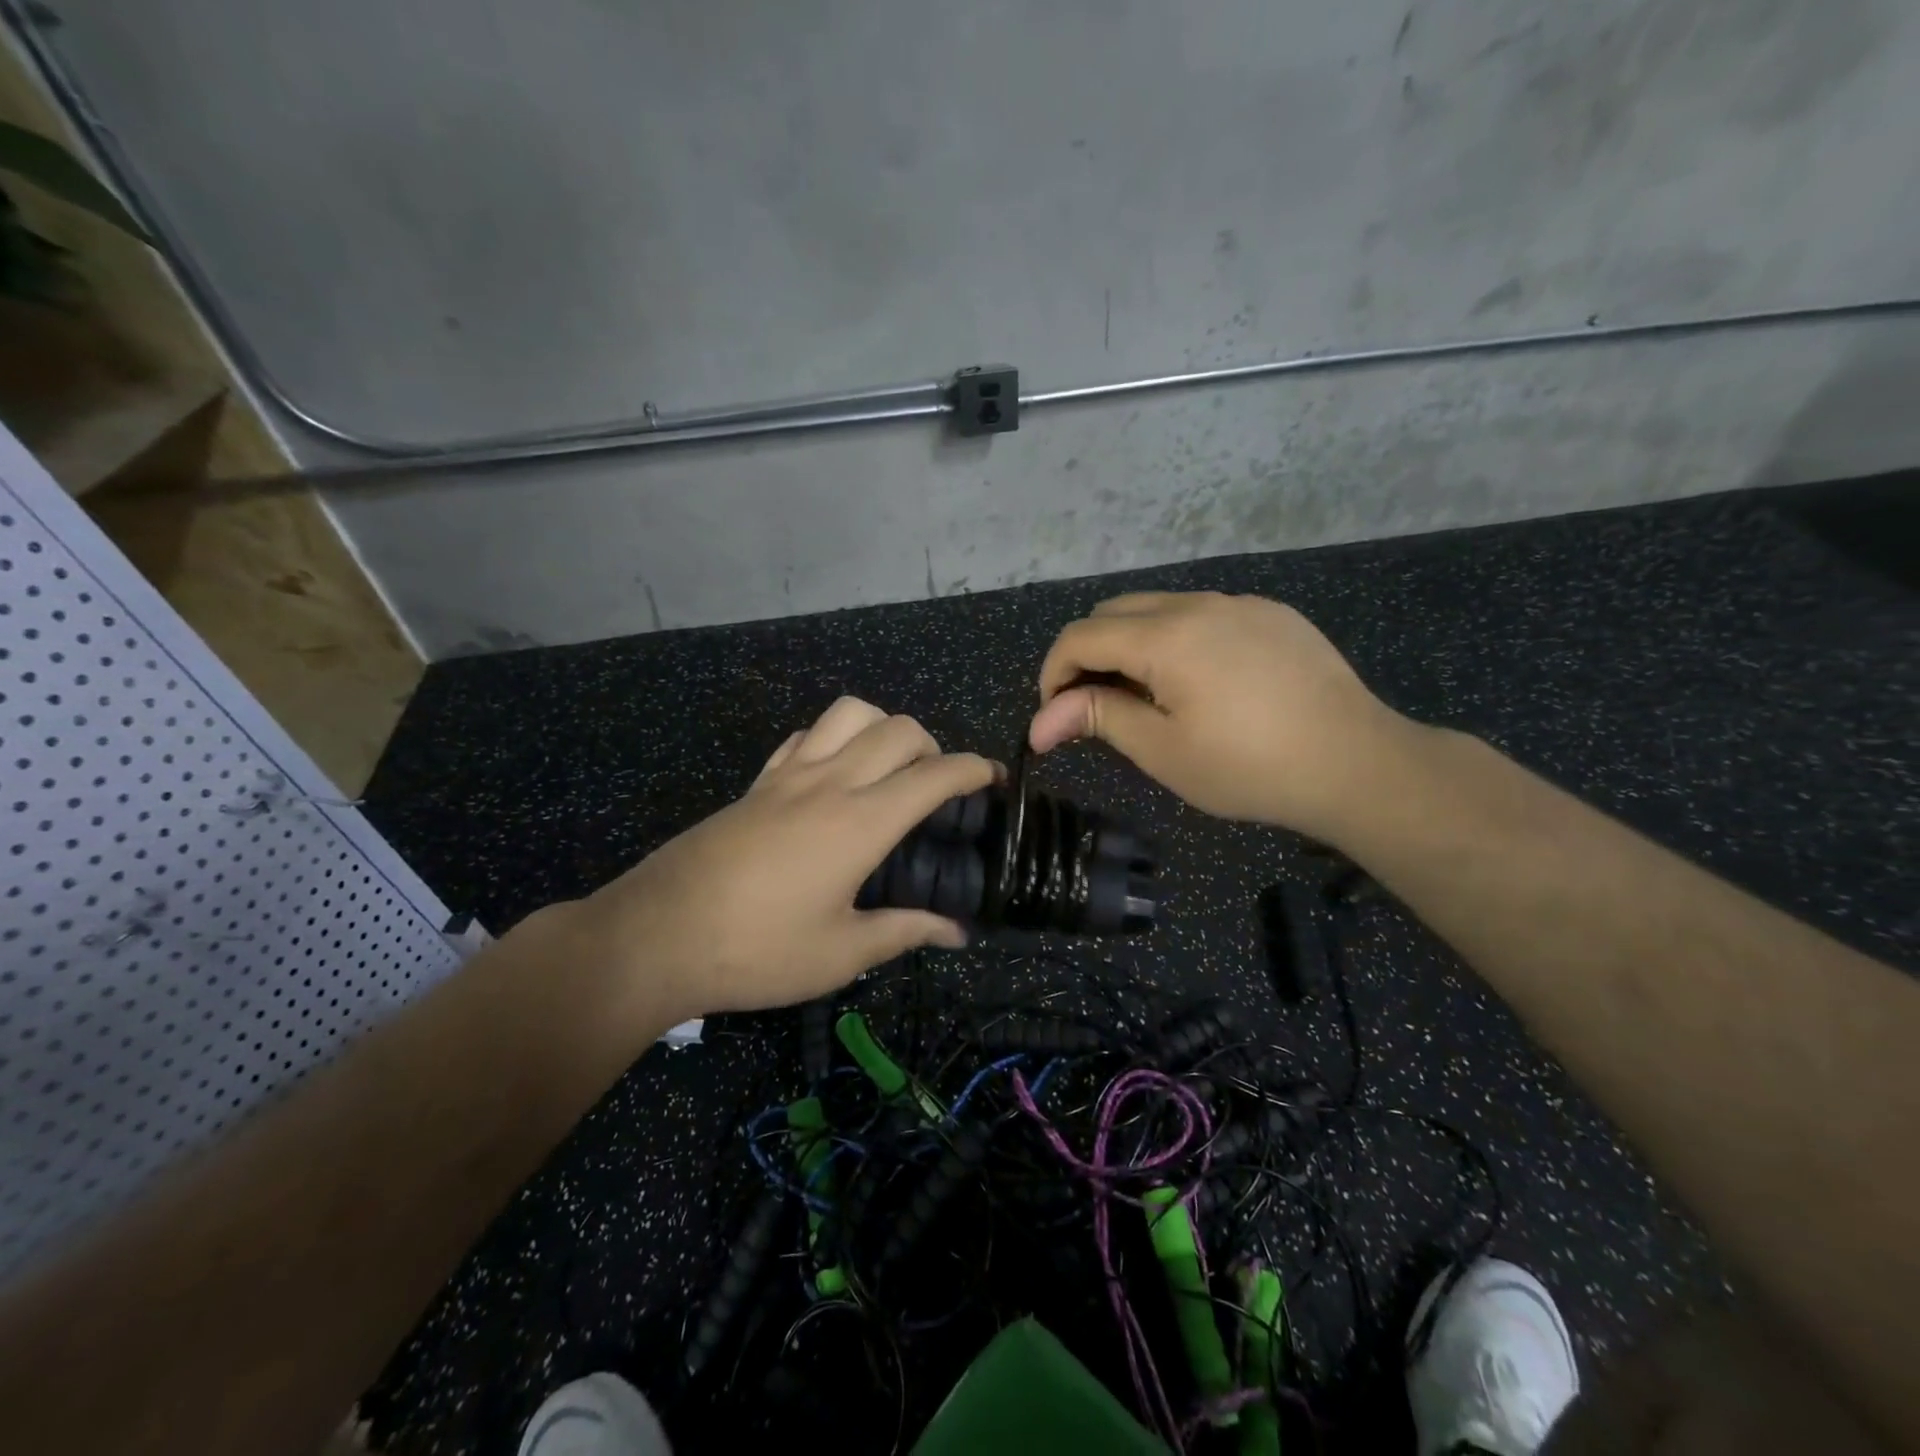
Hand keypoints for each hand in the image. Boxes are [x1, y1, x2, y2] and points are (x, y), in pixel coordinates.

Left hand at [559, 697, 994, 1024]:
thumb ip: (905, 932)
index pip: (933, 776)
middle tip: (936, 788)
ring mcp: (787, 776)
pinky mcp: (756, 783)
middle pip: (898, 729)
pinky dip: (833, 738)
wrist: (656, 936)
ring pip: (849, 713)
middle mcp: (829, 783)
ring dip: (881, 728)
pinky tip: (831, 774)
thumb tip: (957, 932)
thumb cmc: (757, 951)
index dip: (972, 770)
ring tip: (885, 769)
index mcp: (860, 822)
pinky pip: (805, 735)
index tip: (992, 779)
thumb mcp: (841, 954)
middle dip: (933, 746)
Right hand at [1030, 591, 1412, 841]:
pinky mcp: (1272, 614)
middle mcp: (1198, 603)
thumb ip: (1099, 718)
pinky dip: (1177, 640)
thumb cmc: (1250, 767)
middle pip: (1113, 612)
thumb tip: (1041, 722)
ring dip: (1132, 645)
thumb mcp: (1163, 751)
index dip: (1054, 674)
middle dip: (1089, 655)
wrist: (1358, 764)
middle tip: (1098, 707)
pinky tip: (1203, 684)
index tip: (1058, 717)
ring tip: (1149, 698)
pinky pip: (1203, 614)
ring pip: (1158, 607)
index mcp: (1165, 637)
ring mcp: (1240, 603)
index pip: (1080, 637)